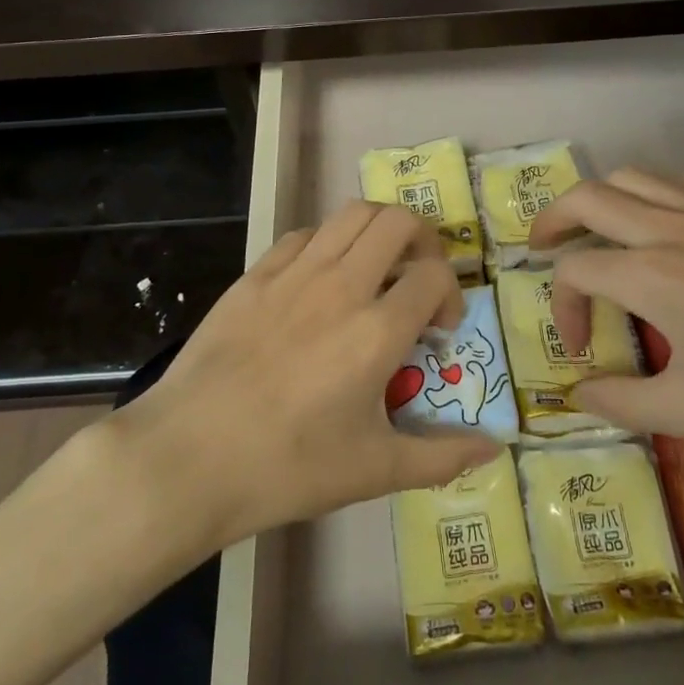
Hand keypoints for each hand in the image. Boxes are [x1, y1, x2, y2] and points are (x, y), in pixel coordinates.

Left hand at [115, 201, 498, 548]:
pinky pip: (302, 235)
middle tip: (416, 276)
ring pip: (350, 213)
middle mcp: (341, 285)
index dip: (451, 293)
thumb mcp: (374, 471)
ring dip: (376, 229)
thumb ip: (441, 457)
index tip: (439, 329)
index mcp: (377, 330)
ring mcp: (294, 273)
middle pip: (397, 221)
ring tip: (375, 266)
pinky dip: (326, 243)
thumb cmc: (287, 467)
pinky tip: (319, 279)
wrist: (189, 457)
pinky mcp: (255, 274)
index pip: (434, 274)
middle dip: (422, 240)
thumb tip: (495, 449)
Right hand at [529, 169, 683, 448]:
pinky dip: (648, 192)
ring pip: (632, 176)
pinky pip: (677, 180)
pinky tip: (661, 224)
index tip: (582, 350)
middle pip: (588, 197)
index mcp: (649, 274)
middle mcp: (668, 227)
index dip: (562, 307)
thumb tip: (578, 395)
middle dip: (553, 219)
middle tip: (542, 247)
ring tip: (594, 227)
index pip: (574, 270)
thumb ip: (623, 401)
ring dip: (600, 197)